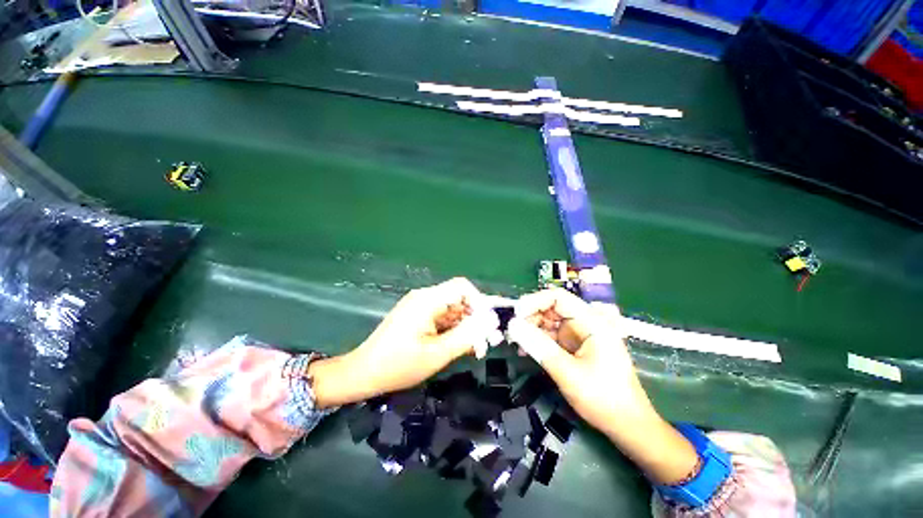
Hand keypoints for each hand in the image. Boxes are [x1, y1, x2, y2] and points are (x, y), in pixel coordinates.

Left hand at [309, 278, 497, 408]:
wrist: (363, 373)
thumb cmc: (398, 365)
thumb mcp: (437, 354)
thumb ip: (466, 336)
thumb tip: (489, 323)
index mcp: (427, 300)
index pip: (462, 287)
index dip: (479, 301)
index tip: (487, 324)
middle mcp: (424, 297)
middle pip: (458, 298)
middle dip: (474, 318)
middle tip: (484, 342)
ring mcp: (420, 306)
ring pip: (452, 309)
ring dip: (465, 326)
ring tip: (474, 348)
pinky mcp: (417, 315)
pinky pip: (442, 316)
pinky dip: (453, 329)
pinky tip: (459, 346)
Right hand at [509, 288, 697, 484]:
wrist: (627, 426)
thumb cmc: (603, 398)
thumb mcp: (568, 372)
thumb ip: (539, 347)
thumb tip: (512, 325)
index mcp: (591, 322)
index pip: (558, 297)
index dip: (534, 301)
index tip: (516, 315)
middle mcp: (585, 324)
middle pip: (551, 308)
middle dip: (530, 317)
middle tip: (512, 332)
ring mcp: (579, 336)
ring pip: (549, 322)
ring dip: (531, 329)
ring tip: (516, 342)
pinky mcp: (574, 347)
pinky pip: (551, 337)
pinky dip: (537, 341)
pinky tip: (525, 350)